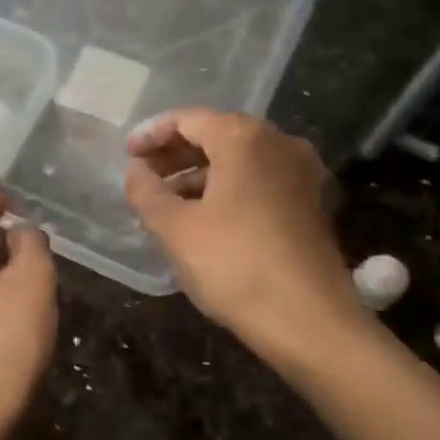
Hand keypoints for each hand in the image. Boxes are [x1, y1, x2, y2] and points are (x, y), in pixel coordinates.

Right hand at [124, 109, 363, 364]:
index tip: (127, 154)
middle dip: (176, 154)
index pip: (190, 119)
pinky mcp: (312, 204)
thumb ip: (147, 192)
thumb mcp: (176, 229)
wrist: (309, 320)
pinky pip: (260, 182)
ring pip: (241, 161)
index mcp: (245, 138)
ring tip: (166, 202)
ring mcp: (302, 174)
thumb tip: (135, 171)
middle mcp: (280, 143)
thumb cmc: (235, 265)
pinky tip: (203, 218)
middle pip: (218, 135)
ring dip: (200, 174)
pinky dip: (228, 190)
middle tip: (143, 176)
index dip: (152, 134)